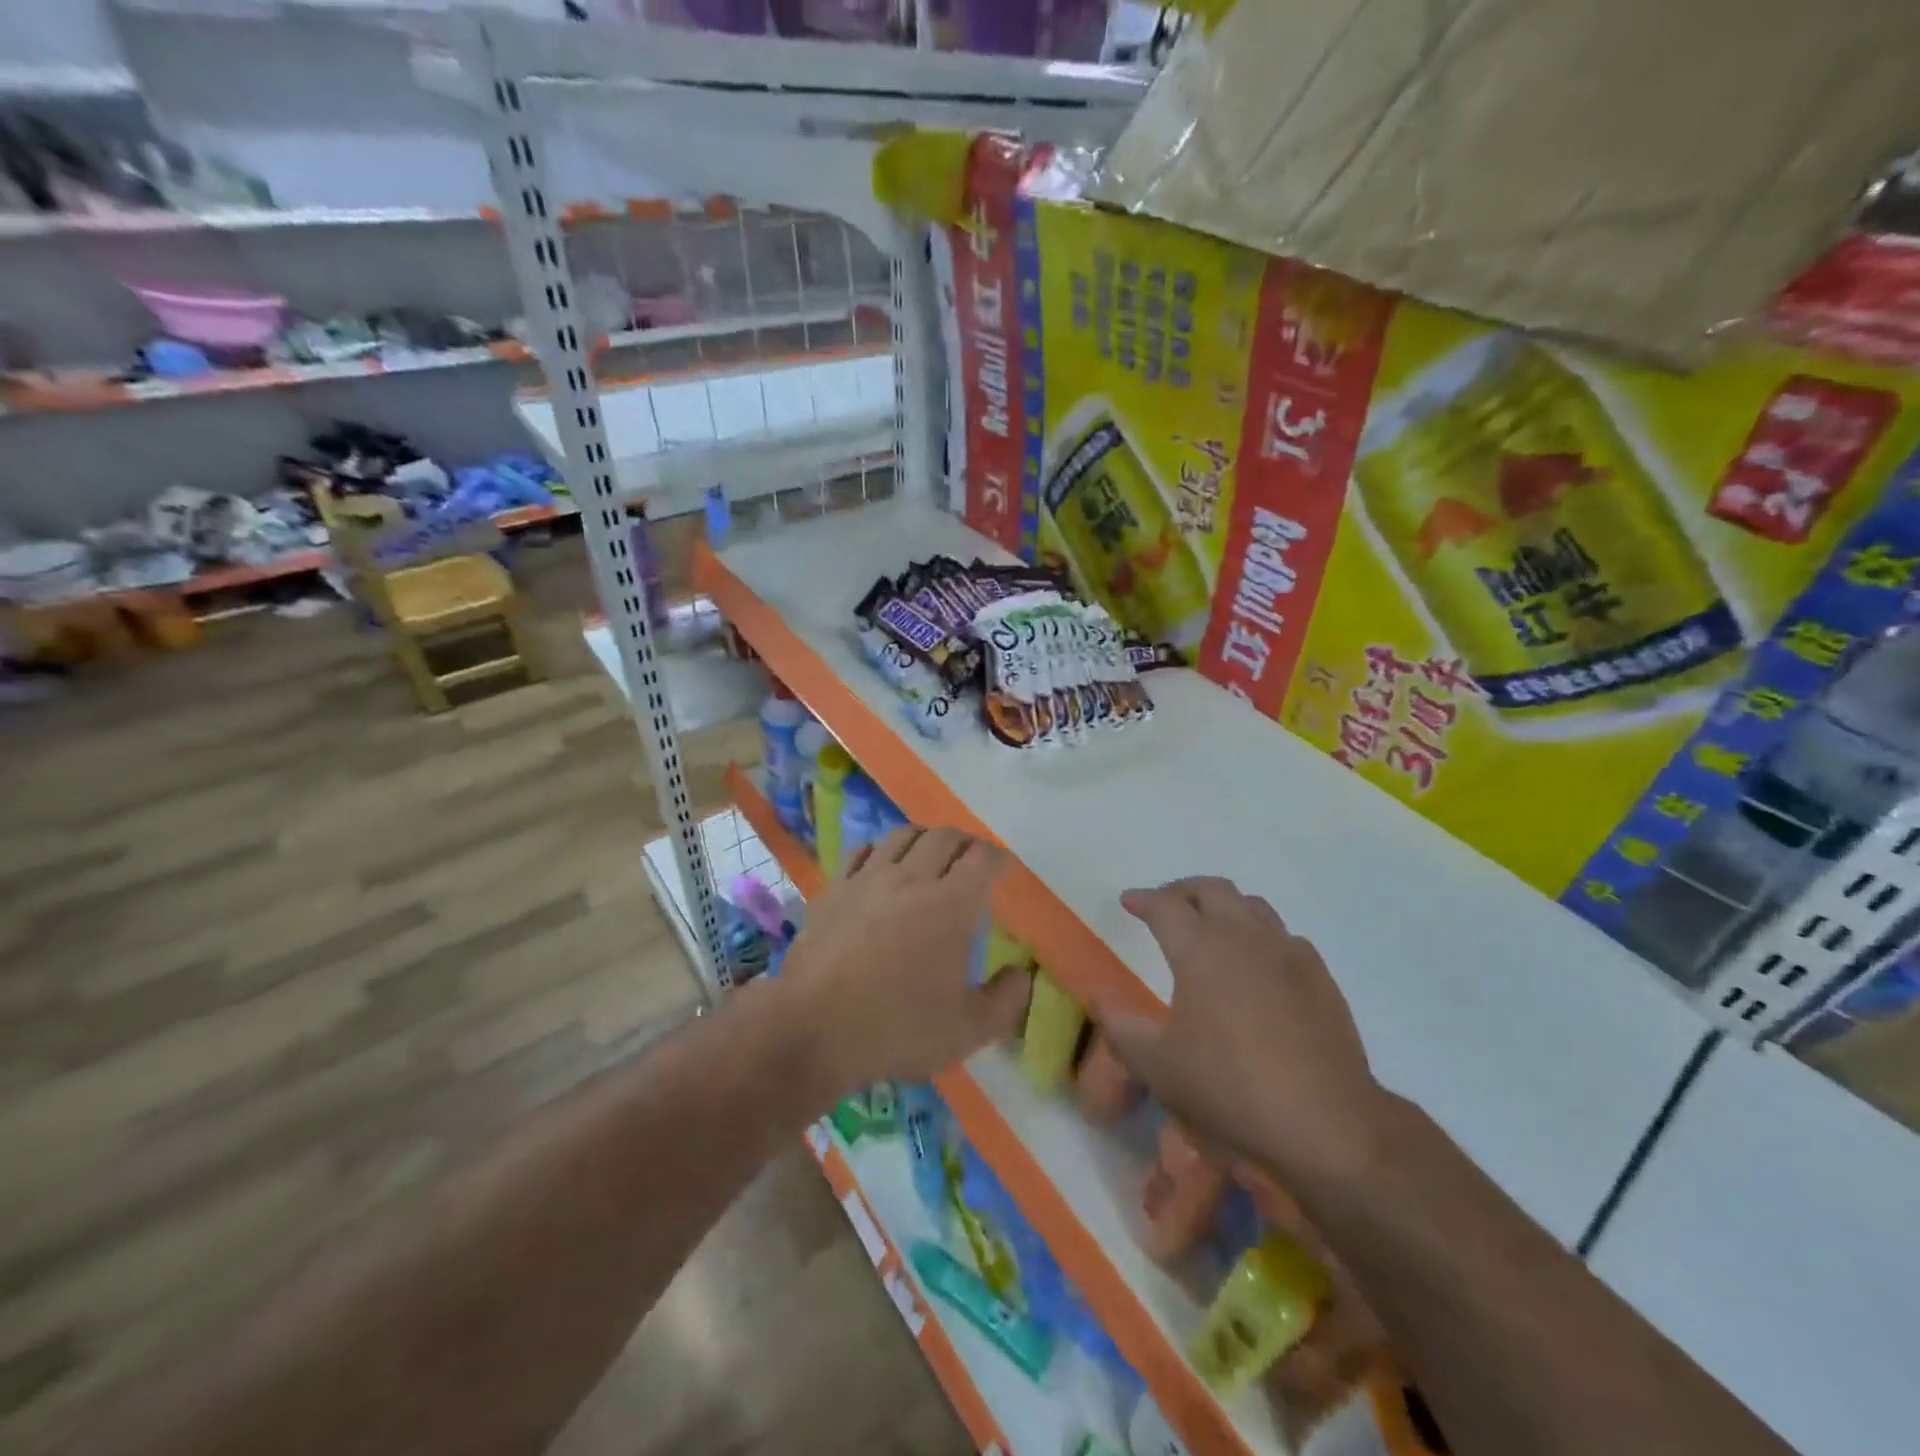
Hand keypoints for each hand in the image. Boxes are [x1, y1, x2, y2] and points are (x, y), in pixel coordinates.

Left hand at [778, 826, 1031, 1095]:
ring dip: (924, 838)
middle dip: (965, 842)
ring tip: (930, 854)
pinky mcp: (834, 890)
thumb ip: (1006, 1001)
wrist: (813, 1028)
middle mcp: (911, 879)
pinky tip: (880, 864)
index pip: (981, 858)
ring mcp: (867, 880)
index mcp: (951, 905)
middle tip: (972, 859)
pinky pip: (861, 852)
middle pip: (943, 837)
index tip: (1003, 868)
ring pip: (901, 836)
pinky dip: (880, 850)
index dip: (997, 858)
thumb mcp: (968, 1029)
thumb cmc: (898, 1028)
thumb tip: (1022, 974)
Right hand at [1095, 877, 1386, 1180]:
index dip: (1143, 899)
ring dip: (1226, 906)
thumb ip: (1121, 1027)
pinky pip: (1286, 938)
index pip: (1165, 906)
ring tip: (1212, 926)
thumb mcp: (1158, 1066)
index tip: (1128, 902)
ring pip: (1253, 906)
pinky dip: (1263, 937)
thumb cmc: (1230, 1089)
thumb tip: (1097, 996)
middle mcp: (1244, 938)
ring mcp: (1288, 954)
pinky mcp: (1320, 978)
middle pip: (1212, 890)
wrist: (1326, 1123)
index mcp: (1200, 949)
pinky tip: (1261, 964)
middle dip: (1184, 891)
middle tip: (1167, 906)